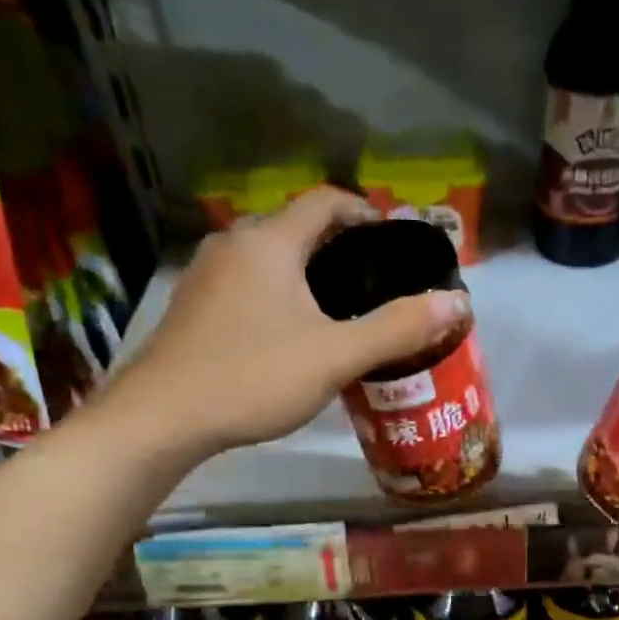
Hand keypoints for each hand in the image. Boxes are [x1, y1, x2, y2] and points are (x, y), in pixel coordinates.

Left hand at [95, 188, 469, 462]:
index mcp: (270, 242)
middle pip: (296, 228)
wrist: (162, 417)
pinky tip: (290, 337)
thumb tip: (456, 303)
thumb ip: (397, 328)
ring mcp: (206, 276)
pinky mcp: (192, 308)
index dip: (364, 213)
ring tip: (340, 313)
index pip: (325, 202)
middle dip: (339, 249)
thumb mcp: (336, 356)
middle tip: (375, 285)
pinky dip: (277, 296)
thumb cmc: (253, 377)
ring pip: (269, 260)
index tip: (392, 243)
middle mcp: (234, 245)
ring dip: (306, 275)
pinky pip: (247, 286)